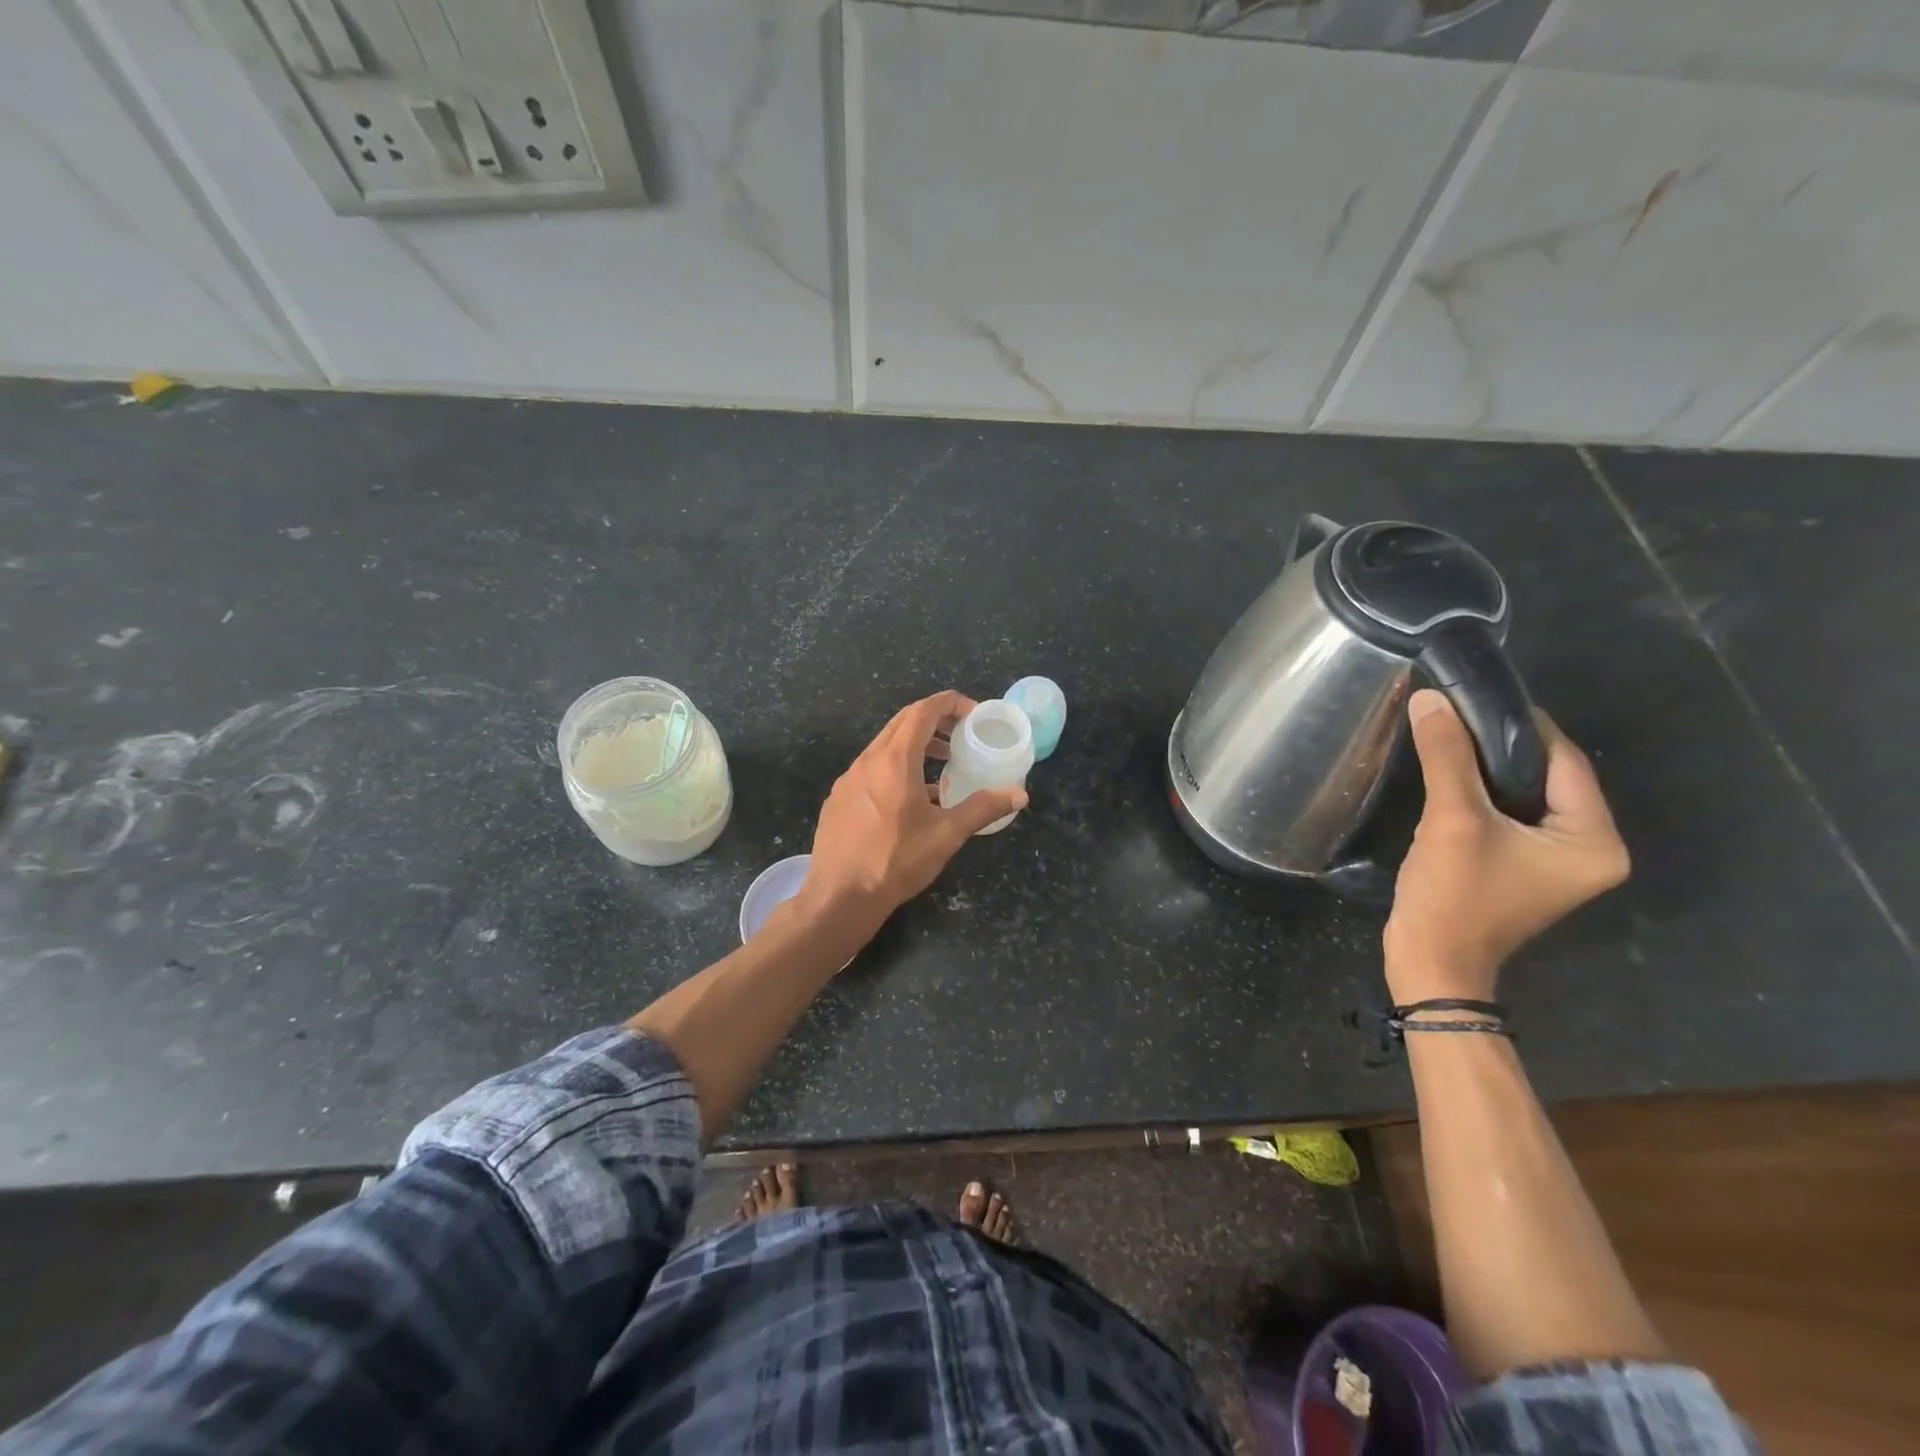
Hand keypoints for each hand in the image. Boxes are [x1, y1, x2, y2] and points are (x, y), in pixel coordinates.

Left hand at [799, 691, 1027, 929]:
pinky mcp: (838, 798)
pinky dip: (895, 768)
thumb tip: (1019, 794)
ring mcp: (848, 778)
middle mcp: (868, 760)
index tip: (973, 713)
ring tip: (942, 764)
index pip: (923, 711)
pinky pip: (871, 769)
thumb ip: (983, 808)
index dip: (950, 704)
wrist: (839, 897)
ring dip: (915, 745)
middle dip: (934, 720)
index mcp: (895, 760)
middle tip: (961, 733)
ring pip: (884, 746)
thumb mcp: (946, 835)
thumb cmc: (896, 861)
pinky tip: (910, 798)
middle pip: (902, 722)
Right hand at [1383, 689, 1629, 1003]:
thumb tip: (1430, 699)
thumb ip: (1446, 756)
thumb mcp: (1452, 820)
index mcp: (1594, 841)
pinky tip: (1446, 778)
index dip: (1521, 725)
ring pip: (1522, 795)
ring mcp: (1553, 861)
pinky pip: (1507, 815)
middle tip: (1454, 716)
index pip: (1565, 762)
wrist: (1430, 962)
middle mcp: (1588, 849)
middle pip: (1546, 777)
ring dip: (1485, 769)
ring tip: (1445, 739)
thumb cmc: (1454, 896)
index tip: (1476, 696)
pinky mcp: (1520, 867)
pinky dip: (1480, 794)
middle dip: (1499, 746)